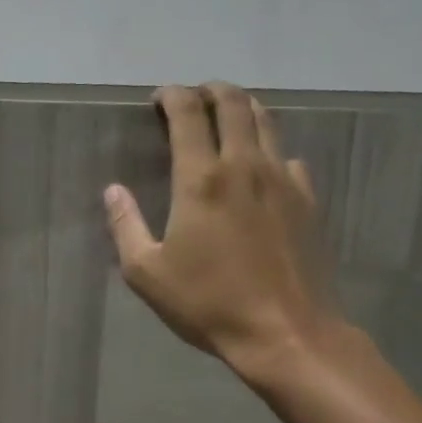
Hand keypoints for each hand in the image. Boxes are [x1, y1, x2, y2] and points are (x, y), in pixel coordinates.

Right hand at [104, 83, 345, 381]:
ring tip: (226, 115)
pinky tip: (261, 168)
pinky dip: (269, 149)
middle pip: (233, 104)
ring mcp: (282, 180)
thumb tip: (113, 191)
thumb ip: (126, 226)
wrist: (285, 332)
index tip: (159, 98)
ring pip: (266, 122)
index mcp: (201, 180)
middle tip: (193, 96)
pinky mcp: (307, 200)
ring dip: (243, 109)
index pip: (187, 114)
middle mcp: (245, 166)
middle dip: (210, 90)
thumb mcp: (147, 273)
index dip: (172, 96)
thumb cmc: (208, 303)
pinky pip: (288, 157)